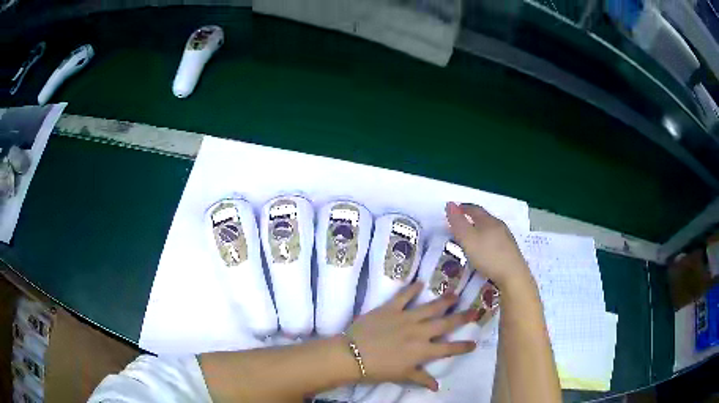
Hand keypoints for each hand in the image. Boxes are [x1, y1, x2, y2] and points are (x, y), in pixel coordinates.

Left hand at [346, 282, 475, 390]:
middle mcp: (419, 333)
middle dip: (462, 317)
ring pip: (430, 307)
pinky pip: (403, 296)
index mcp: (422, 351)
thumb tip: (437, 387)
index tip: (475, 343)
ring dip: (444, 300)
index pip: (448, 349)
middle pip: (445, 324)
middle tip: (475, 310)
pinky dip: (412, 289)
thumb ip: (421, 378)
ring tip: (455, 294)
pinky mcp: (390, 308)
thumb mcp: (402, 376)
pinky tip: (420, 282)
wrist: (352, 355)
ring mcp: (405, 318)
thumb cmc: (377, 369)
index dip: (463, 346)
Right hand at [445, 202, 530, 288]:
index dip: (462, 208)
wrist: (513, 275)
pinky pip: (495, 240)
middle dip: (470, 220)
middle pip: (483, 218)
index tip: (454, 210)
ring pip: (490, 230)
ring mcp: (506, 238)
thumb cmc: (488, 255)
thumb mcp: (468, 239)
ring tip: (470, 239)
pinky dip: (486, 241)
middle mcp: (499, 225)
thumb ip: (458, 222)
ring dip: (479, 231)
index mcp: (488, 220)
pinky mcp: (510, 250)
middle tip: (459, 226)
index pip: (474, 208)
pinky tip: (484, 251)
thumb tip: (450, 204)